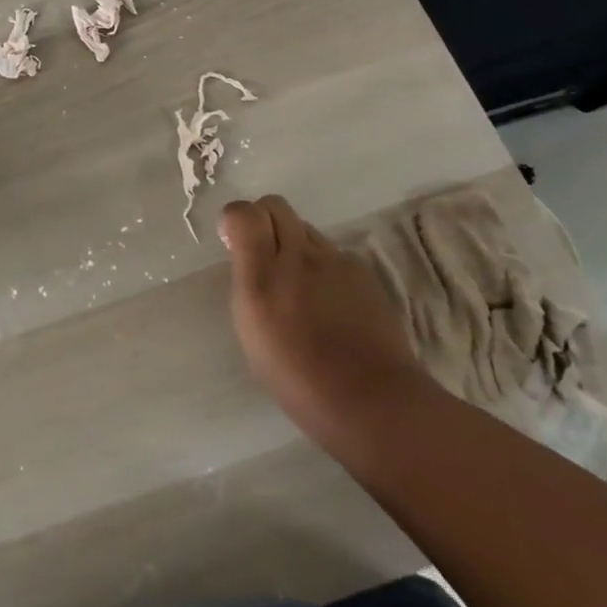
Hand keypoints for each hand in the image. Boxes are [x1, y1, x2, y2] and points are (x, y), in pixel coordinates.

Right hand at [218, 195, 429, 459]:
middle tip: (264, 255)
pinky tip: (329, 302)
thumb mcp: (252, 332)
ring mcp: (335, 261)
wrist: (372, 401)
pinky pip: (332, 253)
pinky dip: (323, 266)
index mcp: (262, 276)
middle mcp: (298, 256)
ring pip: (305, 229)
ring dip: (294, 244)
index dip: (236, 219)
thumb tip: (247, 257)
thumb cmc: (298, 379)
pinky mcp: (362, 271)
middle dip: (264, 220)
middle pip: (275, 205)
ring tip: (300, 285)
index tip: (233, 242)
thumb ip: (248, 283)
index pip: (244, 213)